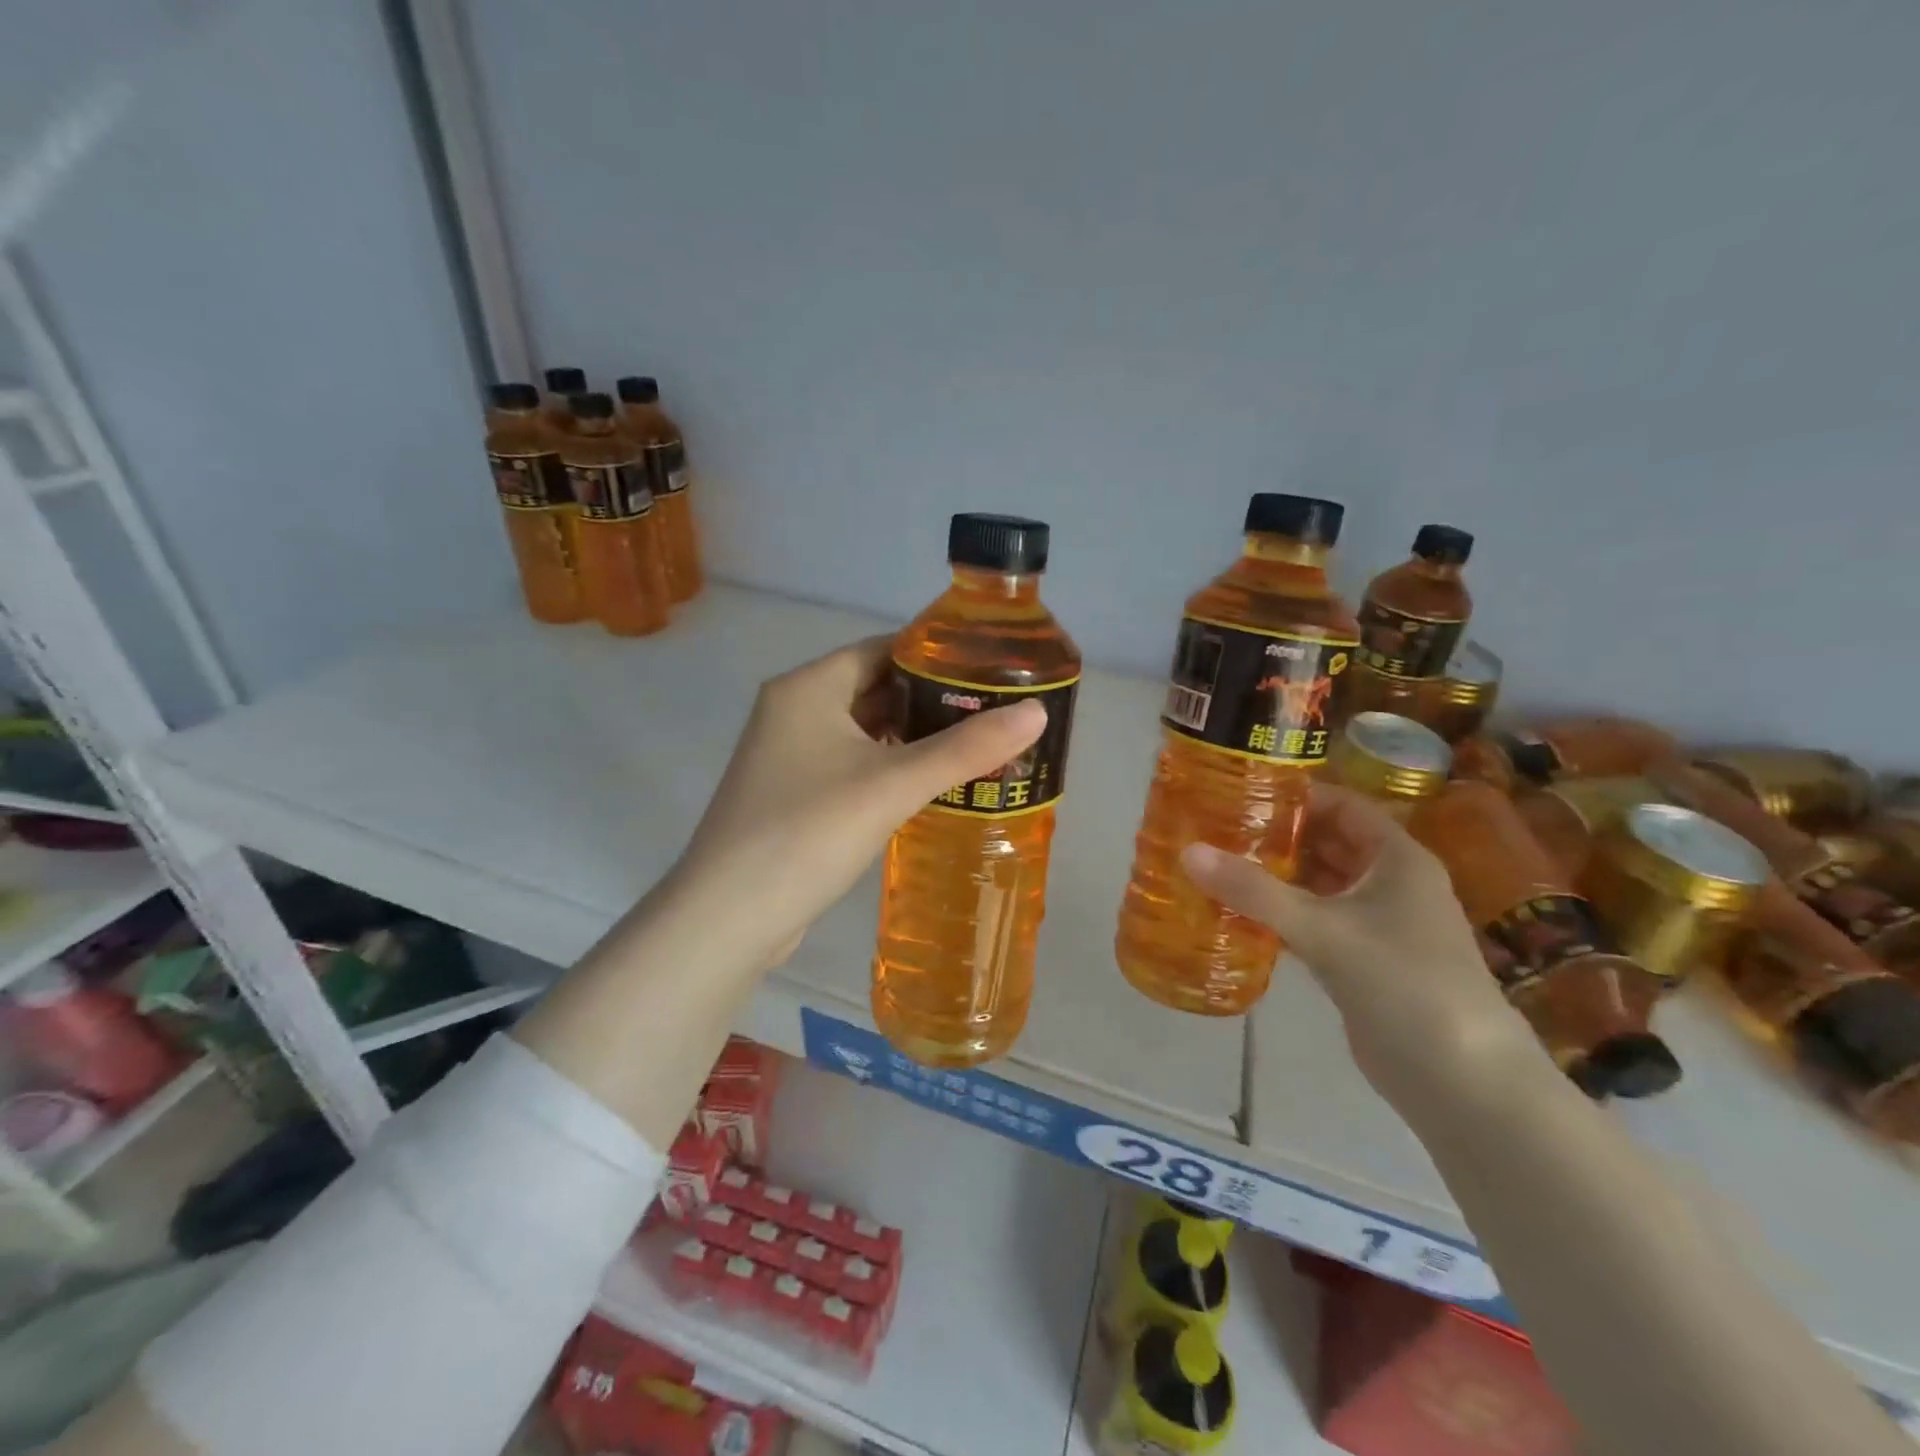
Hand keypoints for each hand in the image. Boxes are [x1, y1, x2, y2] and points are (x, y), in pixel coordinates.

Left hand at [669, 635, 1047, 969]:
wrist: (728, 917)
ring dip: (912, 737)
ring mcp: (788, 755)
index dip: (937, 655)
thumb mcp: (893, 784)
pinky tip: (927, 786)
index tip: (989, 669)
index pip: (883, 648)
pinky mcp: (792, 795)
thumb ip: (966, 748)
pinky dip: (888, 768)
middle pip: (875, 688)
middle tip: (994, 713)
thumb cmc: (808, 832)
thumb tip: (1038, 713)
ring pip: (863, 731)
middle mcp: (793, 710)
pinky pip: (851, 765)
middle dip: (932, 700)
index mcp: (808, 687)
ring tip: (974, 747)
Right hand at [1179, 784, 1539, 1108]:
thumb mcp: (1323, 928)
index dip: (1296, 796)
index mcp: (1397, 859)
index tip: (1241, 792)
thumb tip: (1188, 851)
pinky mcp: (1364, 963)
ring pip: (1320, 886)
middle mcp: (1391, 884)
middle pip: (1328, 844)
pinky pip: (1316, 924)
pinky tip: (1239, 917)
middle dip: (1277, 837)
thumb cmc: (1402, 982)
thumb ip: (1253, 890)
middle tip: (1217, 829)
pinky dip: (1282, 916)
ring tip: (1218, 866)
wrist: (1461, 1081)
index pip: (1343, 806)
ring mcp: (1379, 926)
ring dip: (1276, 878)